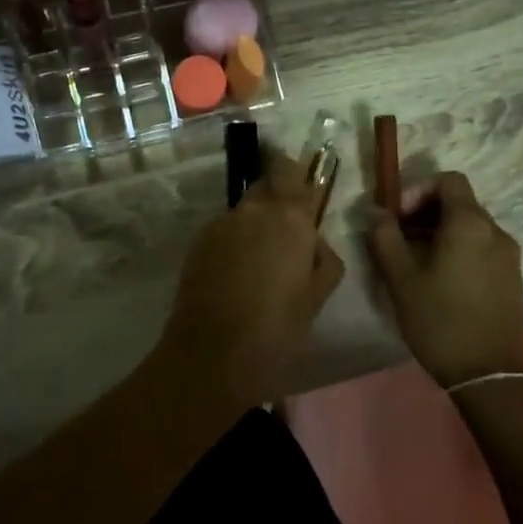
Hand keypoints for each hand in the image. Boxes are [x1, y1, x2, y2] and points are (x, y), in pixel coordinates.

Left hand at [158, 147, 344, 408]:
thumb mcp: (319, 295)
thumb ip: (324, 258)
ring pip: (244, 210)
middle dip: (277, 198)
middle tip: (286, 232)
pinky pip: (224, 230)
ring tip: (259, 262)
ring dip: (254, 223)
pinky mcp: (198, 242)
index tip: (304, 191)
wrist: (213, 353)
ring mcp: (221, 224)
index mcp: (289, 217)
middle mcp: (253, 209)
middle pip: (266, 184)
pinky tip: (236, 275)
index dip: (297, 174)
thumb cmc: (278, 326)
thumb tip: (313, 242)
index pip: (291, 170)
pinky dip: (233, 242)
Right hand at [367, 172, 522, 389]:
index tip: (399, 217)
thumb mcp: (401, 279)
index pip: (448, 180)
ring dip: (441, 232)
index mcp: (469, 224)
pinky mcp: (512, 277)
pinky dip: (459, 250)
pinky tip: (440, 281)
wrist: (491, 374)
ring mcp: (508, 255)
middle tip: (399, 240)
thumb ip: (385, 237)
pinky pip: (482, 247)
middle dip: (426, 213)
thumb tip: (375, 211)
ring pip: (470, 226)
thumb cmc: (441, 321)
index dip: (419, 189)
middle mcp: (495, 231)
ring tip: (415, 263)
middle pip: (459, 202)